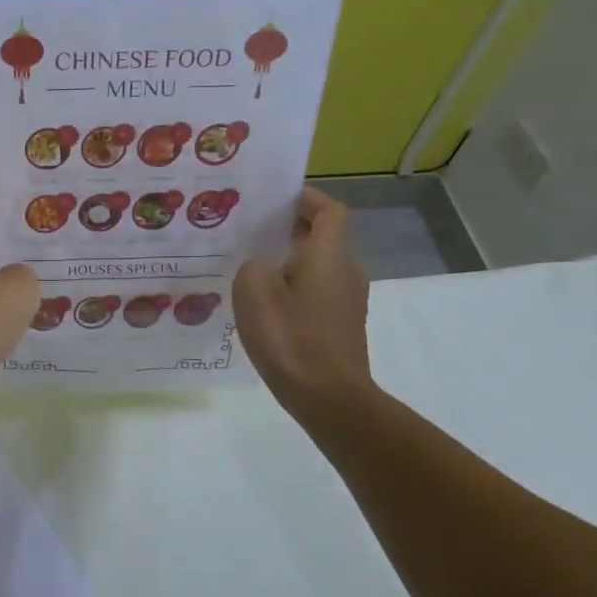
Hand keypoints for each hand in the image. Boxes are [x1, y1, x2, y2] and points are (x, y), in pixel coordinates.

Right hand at [233, 186, 373, 421]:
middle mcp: (346, 271)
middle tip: (249, 232)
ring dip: (288, 261)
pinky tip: (263, 306)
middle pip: (322, 238)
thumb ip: (253, 264)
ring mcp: (347, 302)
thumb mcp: (253, 290)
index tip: (275, 198)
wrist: (329, 398)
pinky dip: (293, 288)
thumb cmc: (291, 337)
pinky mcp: (340, 326)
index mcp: (329, 255)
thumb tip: (261, 265)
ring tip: (249, 268)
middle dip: (288, 229)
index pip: (329, 210)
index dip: (306, 198)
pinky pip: (316, 293)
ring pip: (317, 267)